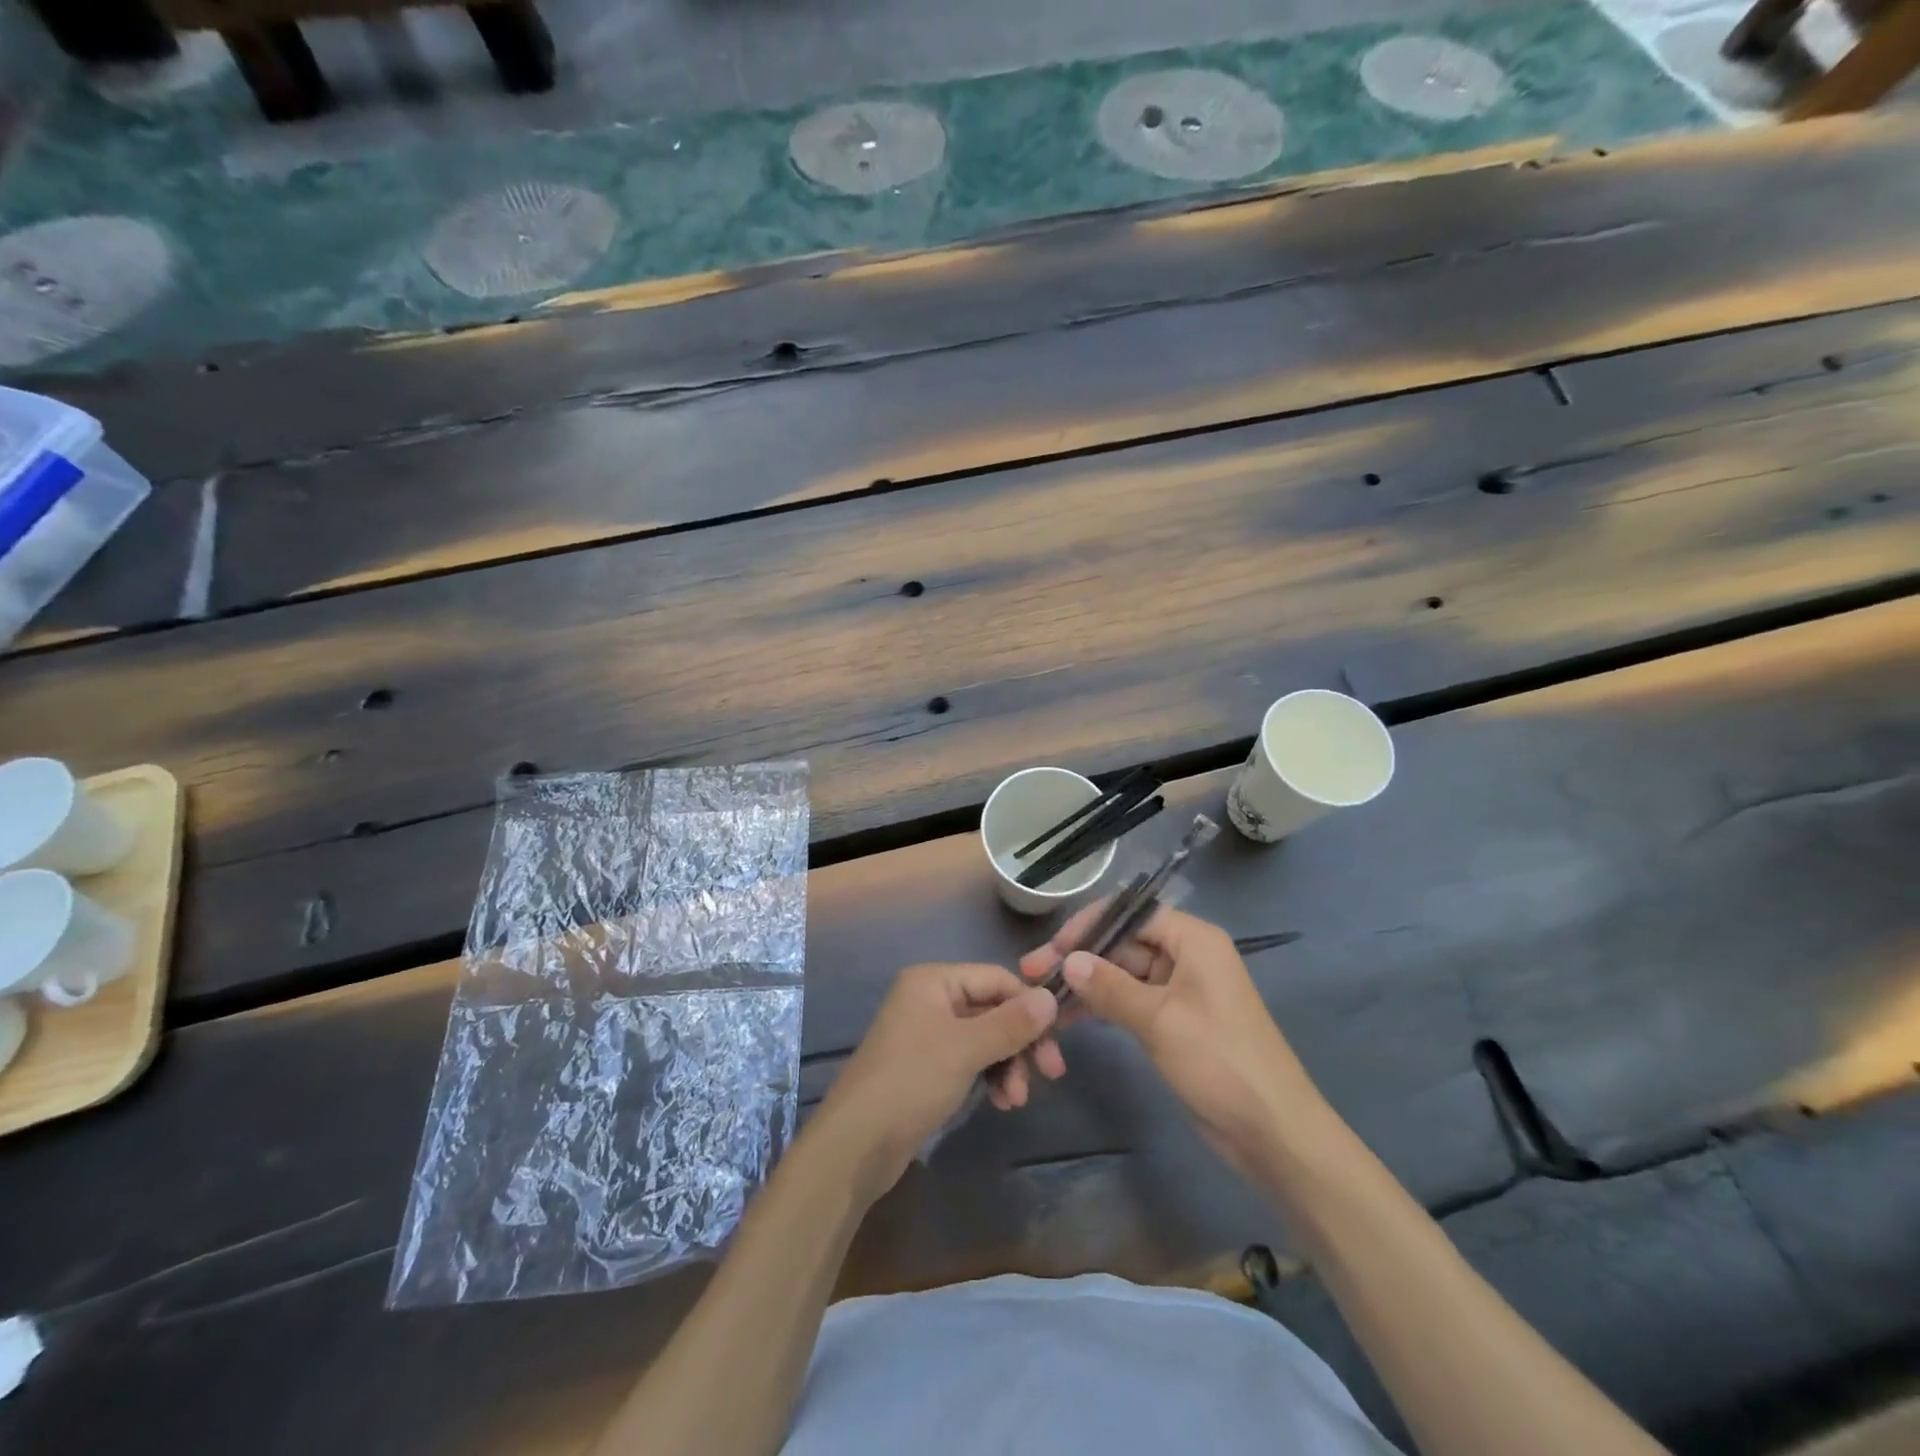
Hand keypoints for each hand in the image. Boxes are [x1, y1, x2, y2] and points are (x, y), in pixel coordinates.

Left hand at [817, 963, 1058, 1197]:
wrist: (857, 1144)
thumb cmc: (911, 1081)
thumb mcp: (966, 1048)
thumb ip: (1011, 1022)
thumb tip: (1051, 998)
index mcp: (933, 980)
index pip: (996, 978)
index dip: (1028, 1005)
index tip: (1056, 1040)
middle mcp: (930, 999)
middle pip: (992, 1009)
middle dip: (1021, 1041)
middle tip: (1051, 1073)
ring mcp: (927, 1033)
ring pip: (985, 1038)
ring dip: (1008, 1064)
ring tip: (1015, 1100)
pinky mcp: (927, 1067)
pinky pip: (970, 1060)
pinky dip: (989, 1076)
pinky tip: (1000, 1102)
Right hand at [1020, 904, 1322, 1174]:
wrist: (1272, 1132)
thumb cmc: (1220, 1062)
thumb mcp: (1160, 1020)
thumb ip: (1110, 986)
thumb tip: (1068, 960)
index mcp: (1193, 939)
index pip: (1131, 913)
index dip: (1089, 925)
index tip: (1052, 948)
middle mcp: (1186, 955)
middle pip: (1124, 942)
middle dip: (1081, 957)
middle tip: (1033, 974)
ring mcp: (1180, 989)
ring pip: (1123, 972)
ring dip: (1087, 983)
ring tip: (1044, 999)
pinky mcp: (1174, 1020)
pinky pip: (1131, 1000)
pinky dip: (1103, 1005)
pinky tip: (1070, 1017)